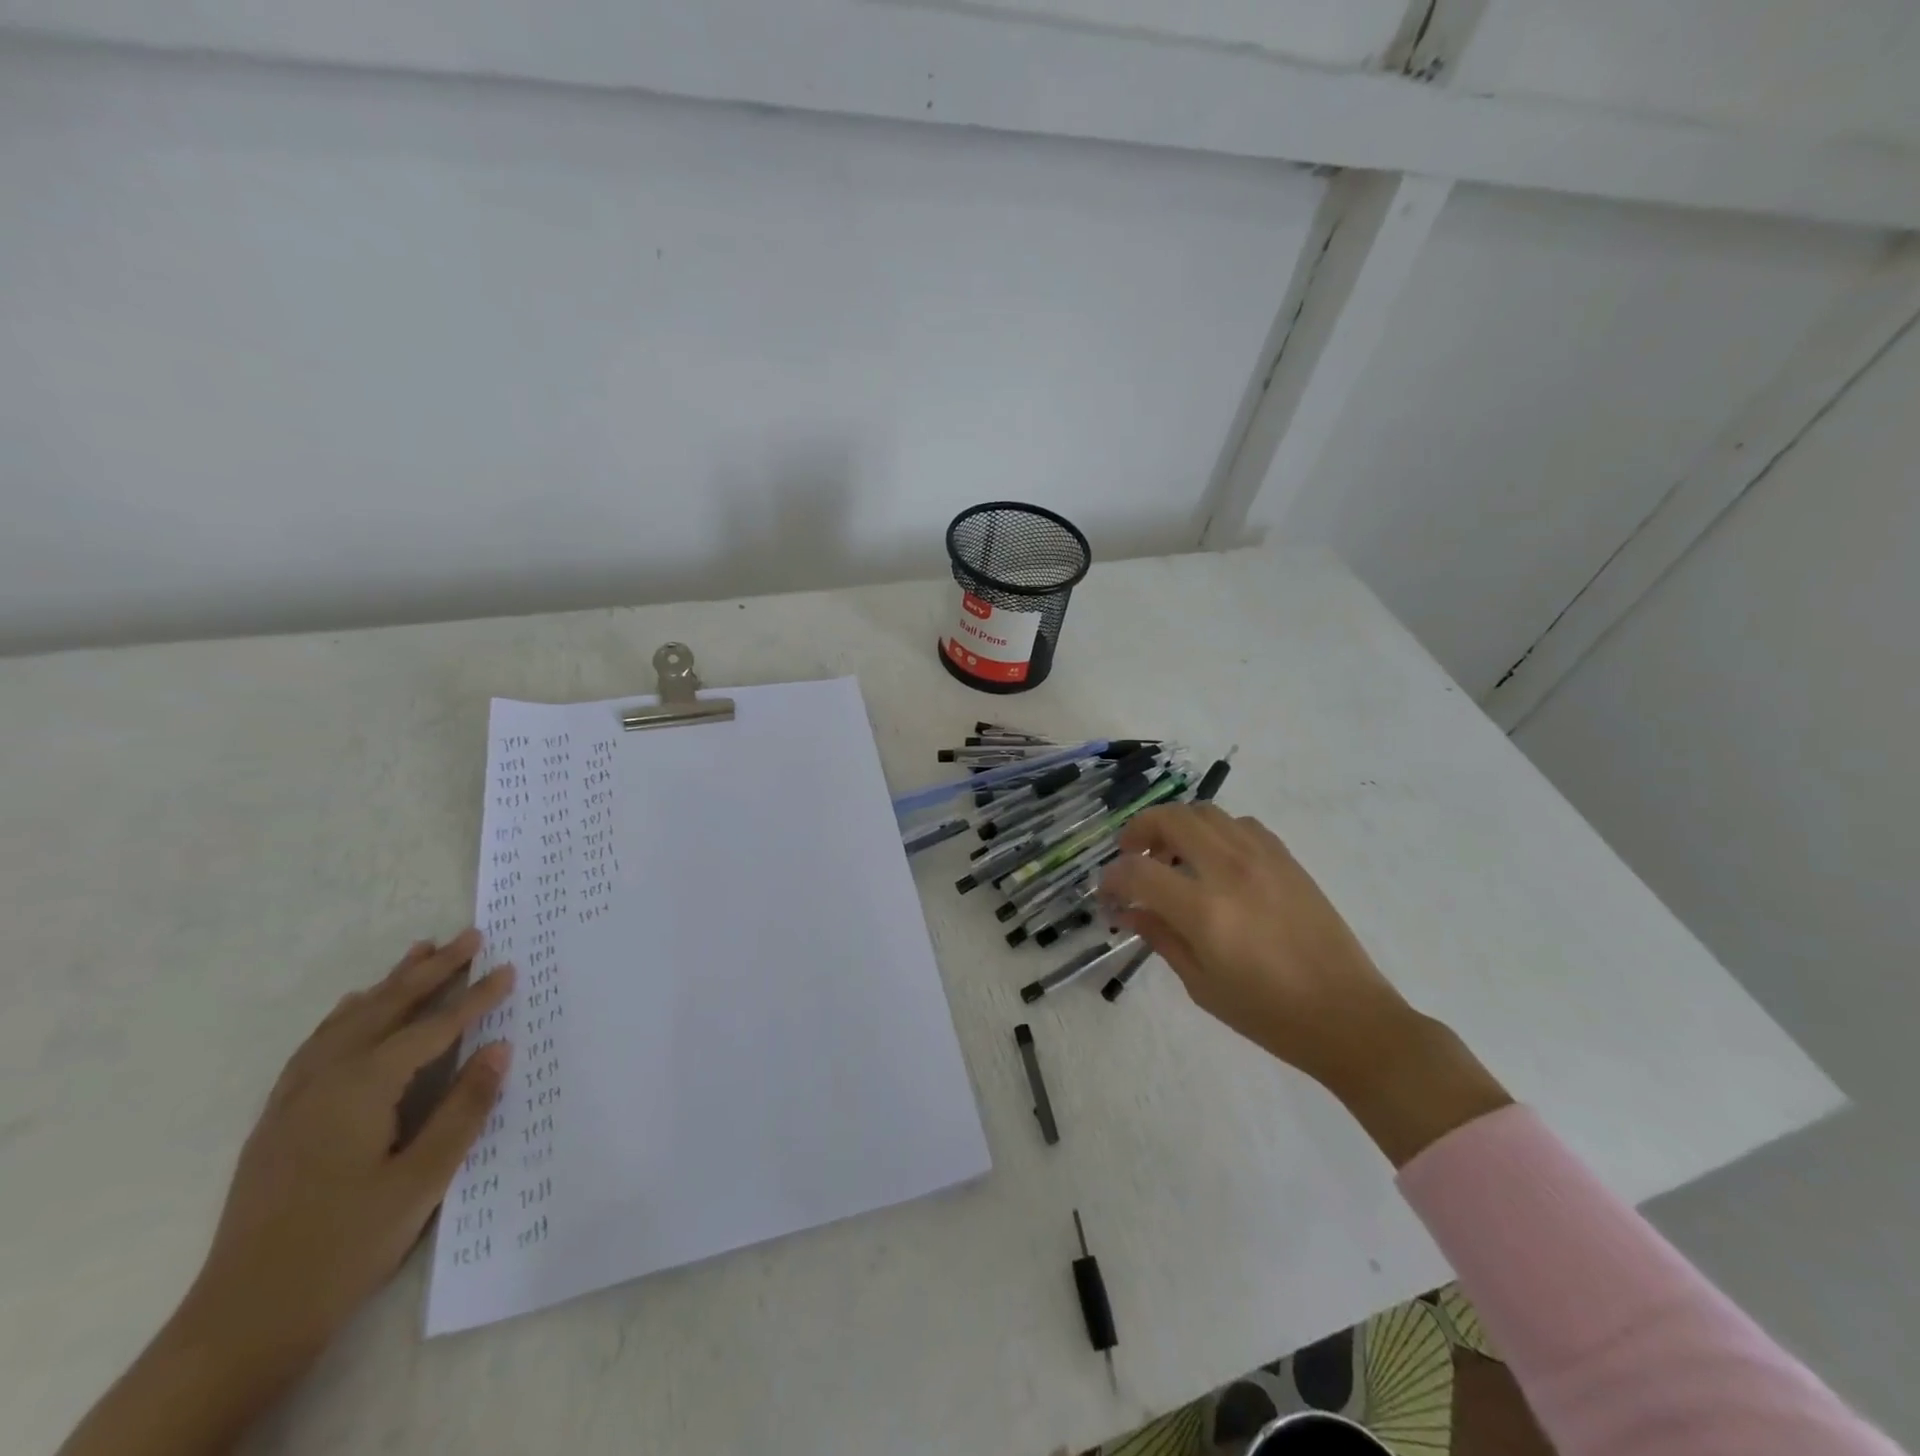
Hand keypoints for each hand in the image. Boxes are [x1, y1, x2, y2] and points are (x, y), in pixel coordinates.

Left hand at [61, 933, 513, 1455]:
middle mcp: (325, 1081)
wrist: (240, 1322)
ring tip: (417, 952)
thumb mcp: (421, 1180)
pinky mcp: (279, 1121)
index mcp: (362, 1089)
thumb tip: (499, 1047)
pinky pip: (318, 1046)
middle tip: (468, 936)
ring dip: (388, 985)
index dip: (474, 998)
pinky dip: (345, 1017)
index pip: (432, 1029)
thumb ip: (463, 1109)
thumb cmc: (344, 1247)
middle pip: (386, 1009)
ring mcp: (294, 1100)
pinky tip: (352, 1011)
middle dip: (431, 971)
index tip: (509, 968)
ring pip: (349, 1022)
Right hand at [1101, 806, 1508, 1164]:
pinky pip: (1240, 823)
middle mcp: (1230, 870)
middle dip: (1138, 831)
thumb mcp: (1201, 985)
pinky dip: (1215, 830)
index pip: (1138, 872)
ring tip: (1172, 855)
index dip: (1112, 879)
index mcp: (1204, 910)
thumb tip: (1129, 911)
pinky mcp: (1286, 858)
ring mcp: (1262, 857)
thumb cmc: (1268, 1014)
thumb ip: (1160, 937)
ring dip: (1176, 825)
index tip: (1107, 894)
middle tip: (1132, 857)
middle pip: (1169, 818)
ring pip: (1204, 811)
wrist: (1348, 1016)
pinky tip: (1215, 860)